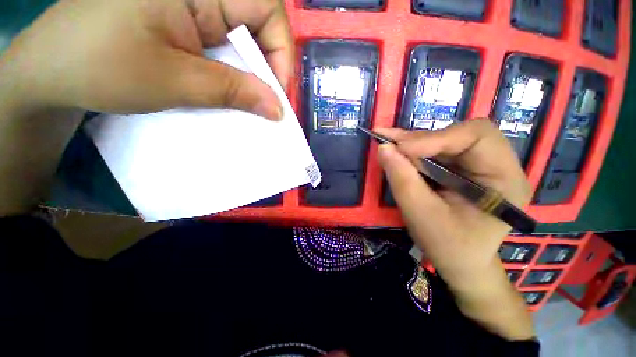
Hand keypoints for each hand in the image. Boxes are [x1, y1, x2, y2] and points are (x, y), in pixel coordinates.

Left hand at [1, 0, 291, 118]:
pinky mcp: (187, 26)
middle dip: (269, 66)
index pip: (267, 7)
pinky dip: (236, 74)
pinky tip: (232, 94)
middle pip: (260, 24)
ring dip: (252, 75)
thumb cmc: (100, 66)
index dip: (281, 50)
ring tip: (253, 104)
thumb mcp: (174, 80)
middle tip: (269, 103)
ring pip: (244, 40)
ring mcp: (194, 8)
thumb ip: (233, 91)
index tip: (278, 91)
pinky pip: (226, 49)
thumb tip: (277, 109)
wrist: (54, 71)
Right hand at [376, 120, 533, 339]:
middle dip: (421, 139)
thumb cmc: (448, 246)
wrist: (461, 262)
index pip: (476, 137)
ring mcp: (480, 165)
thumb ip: (402, 180)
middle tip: (389, 143)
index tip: (400, 149)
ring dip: (414, 143)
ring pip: (446, 140)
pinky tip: (397, 152)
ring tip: (389, 145)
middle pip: (460, 134)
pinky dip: (415, 151)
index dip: (434, 138)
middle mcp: (499, 165)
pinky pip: (438, 151)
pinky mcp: (463, 168)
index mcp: (505, 180)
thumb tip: (384, 148)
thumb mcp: (422, 216)